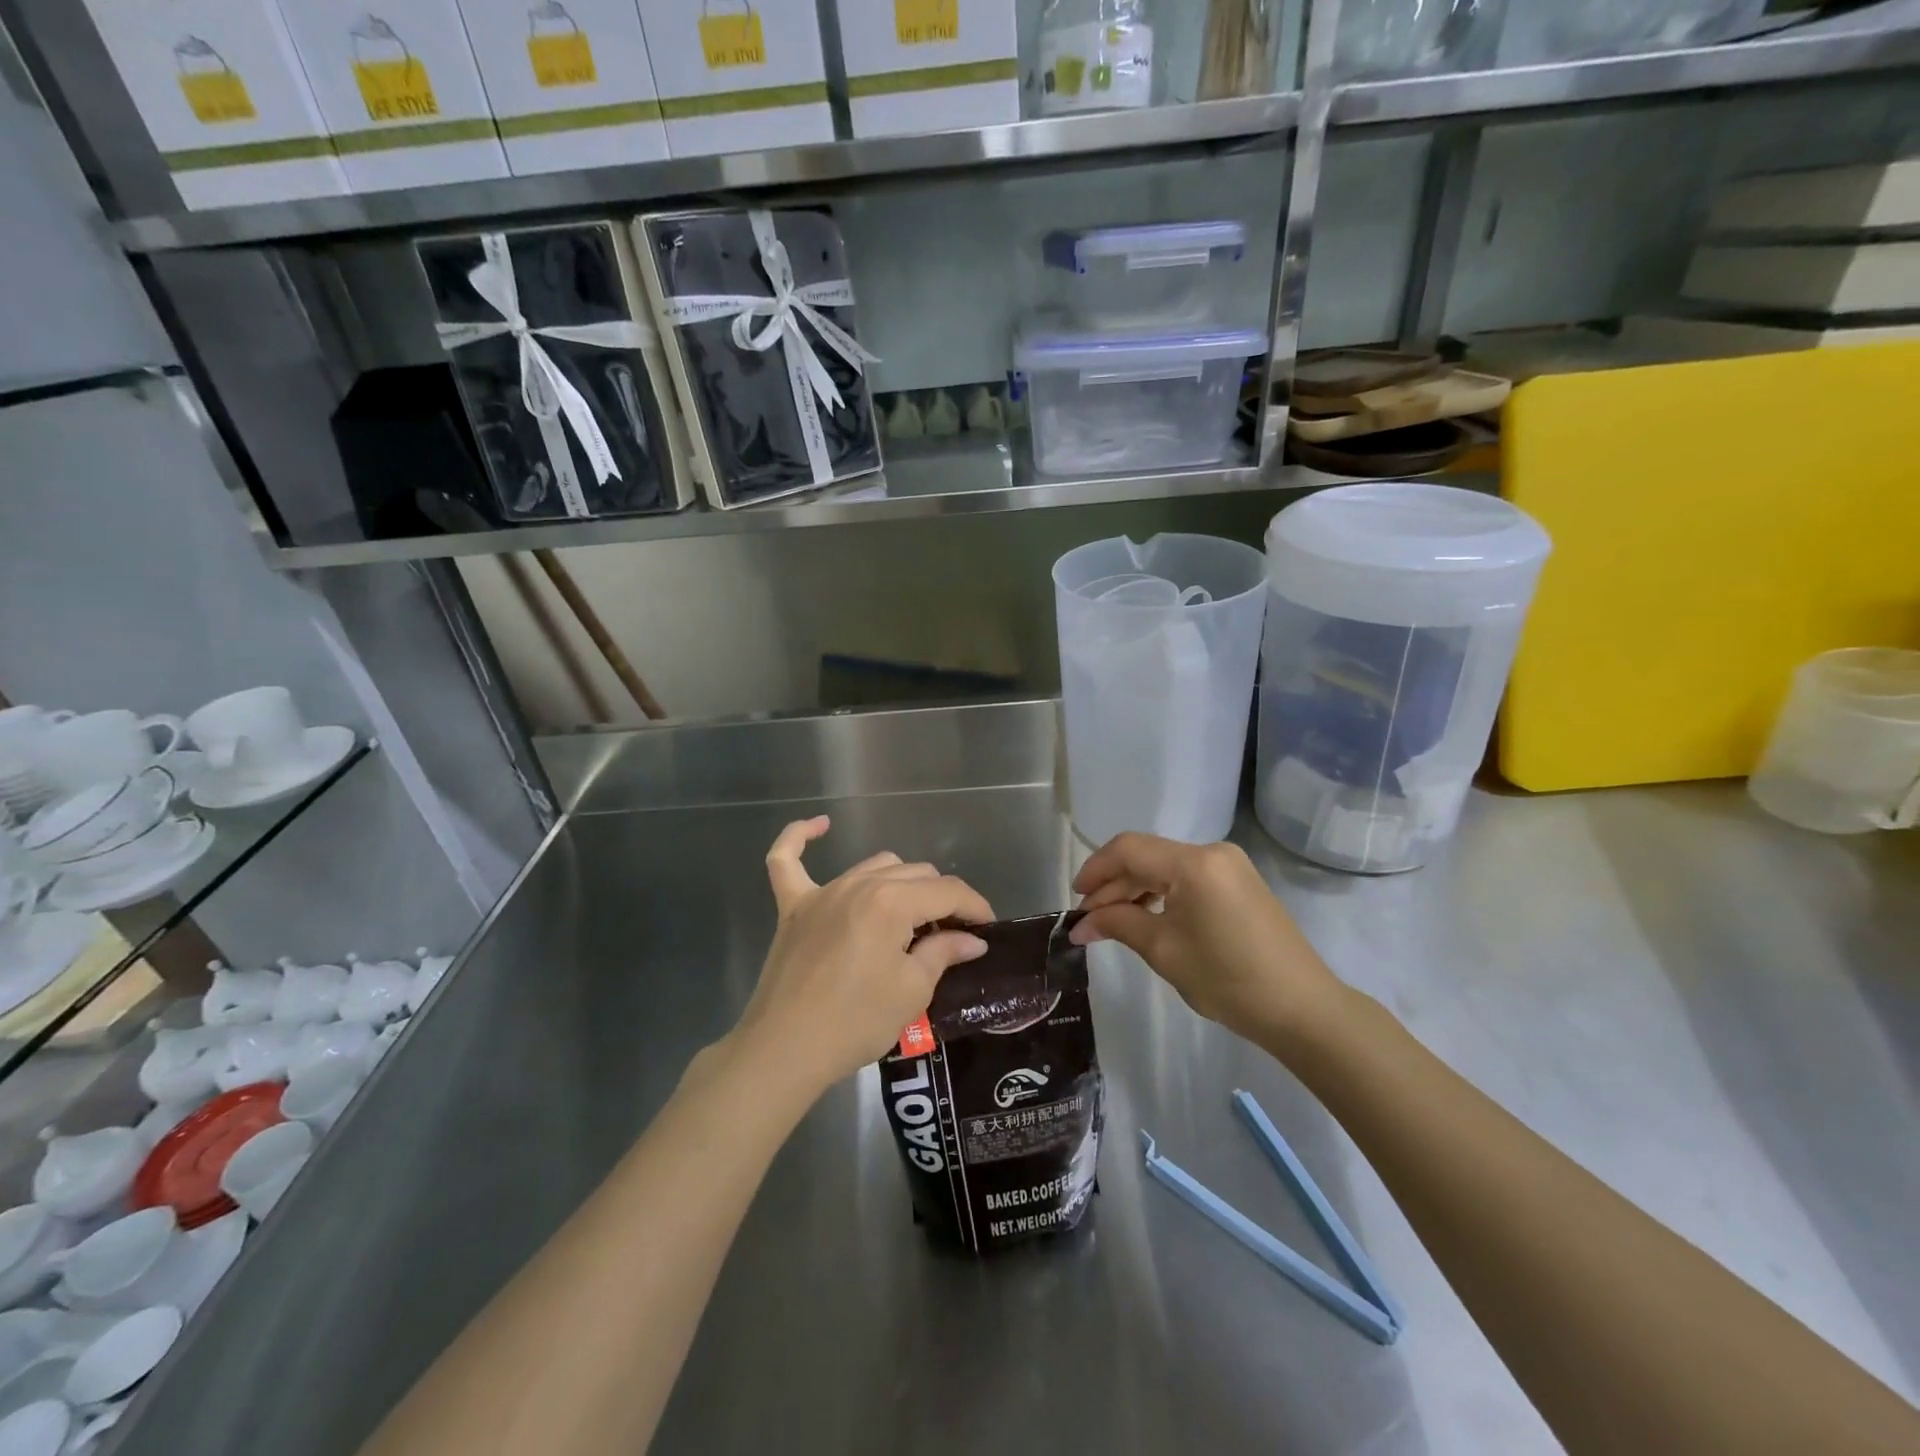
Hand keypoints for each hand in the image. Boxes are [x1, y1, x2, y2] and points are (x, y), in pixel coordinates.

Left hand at [734, 816, 993, 1096]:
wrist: (785, 1050)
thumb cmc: (856, 1022)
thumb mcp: (912, 991)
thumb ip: (943, 952)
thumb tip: (972, 939)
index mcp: (892, 901)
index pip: (947, 891)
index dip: (975, 907)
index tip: (988, 928)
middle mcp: (859, 884)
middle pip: (915, 874)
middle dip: (941, 899)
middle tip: (951, 935)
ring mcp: (823, 892)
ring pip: (875, 866)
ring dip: (900, 883)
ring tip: (910, 917)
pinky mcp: (792, 906)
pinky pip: (787, 860)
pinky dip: (800, 838)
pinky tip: (820, 825)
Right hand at [1070, 834, 1344, 1046]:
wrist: (1302, 1008)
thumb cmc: (1228, 979)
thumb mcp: (1164, 951)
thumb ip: (1118, 925)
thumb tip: (1081, 924)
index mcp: (1193, 863)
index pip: (1128, 849)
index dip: (1095, 870)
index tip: (1074, 900)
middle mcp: (1212, 852)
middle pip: (1147, 856)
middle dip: (1113, 885)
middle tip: (1088, 919)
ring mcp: (1230, 866)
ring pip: (1166, 867)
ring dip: (1135, 889)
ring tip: (1111, 922)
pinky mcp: (1239, 883)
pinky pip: (1187, 877)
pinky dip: (1161, 894)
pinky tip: (1146, 918)